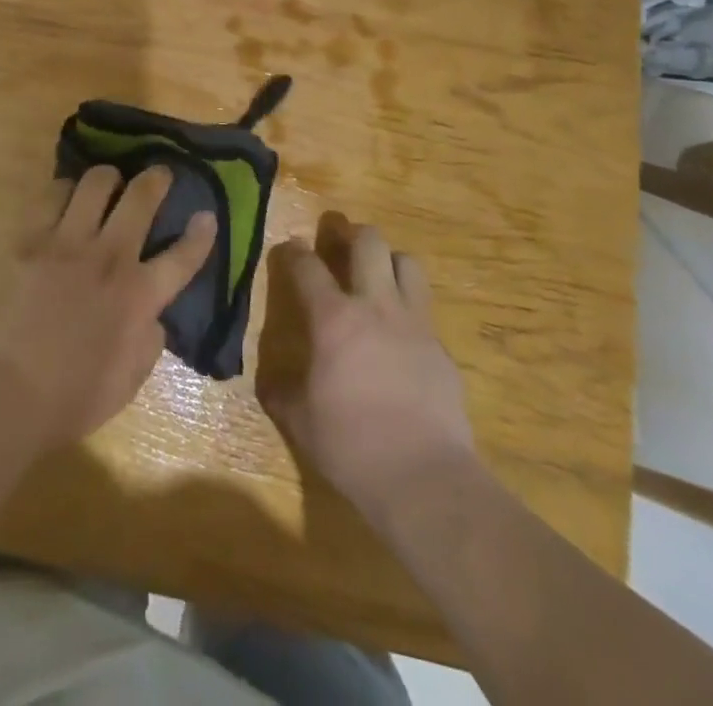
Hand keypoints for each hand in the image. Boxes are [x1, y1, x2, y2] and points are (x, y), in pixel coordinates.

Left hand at [0, 165, 214, 449]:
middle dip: (156, 179)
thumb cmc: (75, 396)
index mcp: (140, 296)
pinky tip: (66, 198)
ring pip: (96, 183)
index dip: (201, 234)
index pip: (182, 256)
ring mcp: (69, 243)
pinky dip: (64, 192)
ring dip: (109, 178)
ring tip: (108, 183)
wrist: (9, 391)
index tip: (207, 215)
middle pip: (141, 198)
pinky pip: (52, 196)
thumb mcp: (132, 378)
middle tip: (159, 174)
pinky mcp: (32, 240)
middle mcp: (110, 258)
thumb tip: (152, 314)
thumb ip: (150, 338)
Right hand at [258, 223, 477, 517]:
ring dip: (389, 262)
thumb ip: (281, 391)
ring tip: (378, 278)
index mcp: (333, 318)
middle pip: (369, 242)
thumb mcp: (299, 420)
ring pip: (407, 262)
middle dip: (352, 235)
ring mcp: (414, 323)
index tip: (289, 249)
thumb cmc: (351, 445)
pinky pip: (426, 310)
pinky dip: (410, 310)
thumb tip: (270, 382)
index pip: (307, 266)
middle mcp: (375, 306)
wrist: (424, 477)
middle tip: (341, 247)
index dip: (293, 251)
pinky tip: (402, 336)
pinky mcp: (442, 348)